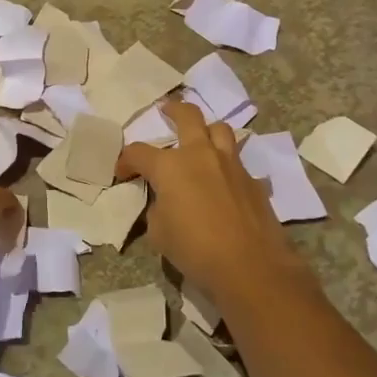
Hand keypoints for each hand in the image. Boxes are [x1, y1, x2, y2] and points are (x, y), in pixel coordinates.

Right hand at [116, 100, 301, 305]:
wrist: (250, 266)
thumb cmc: (195, 249)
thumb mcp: (159, 232)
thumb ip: (158, 208)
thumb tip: (165, 201)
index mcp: (170, 166)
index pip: (138, 152)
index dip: (125, 161)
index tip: (122, 173)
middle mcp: (201, 155)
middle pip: (188, 116)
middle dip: (174, 110)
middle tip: (167, 111)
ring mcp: (231, 164)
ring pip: (220, 130)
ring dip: (207, 130)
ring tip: (201, 139)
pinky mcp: (253, 181)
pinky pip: (237, 162)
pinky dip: (226, 165)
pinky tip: (224, 182)